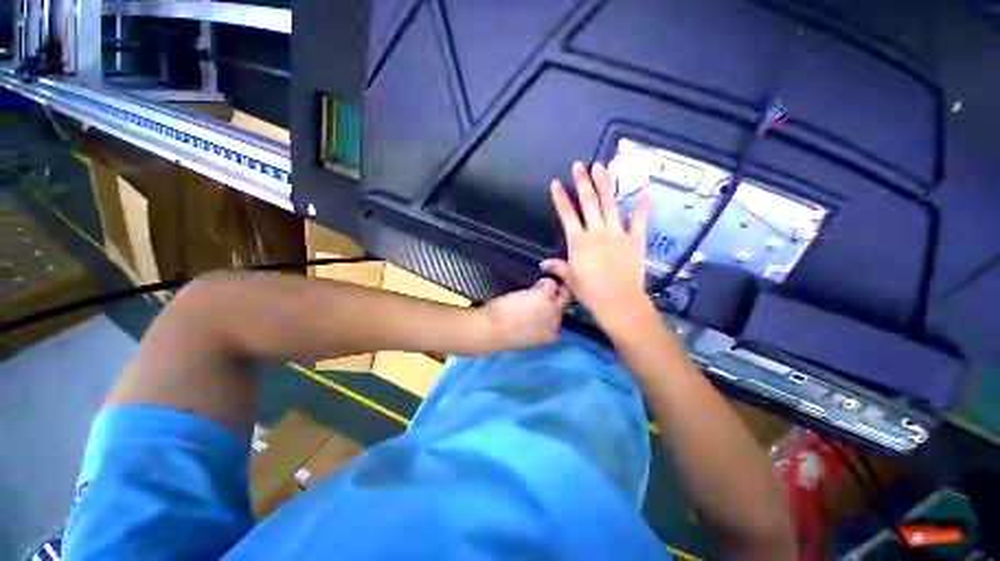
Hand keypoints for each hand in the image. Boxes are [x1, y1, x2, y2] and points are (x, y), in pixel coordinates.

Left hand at [479, 278, 570, 351]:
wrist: (492, 330)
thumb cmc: (502, 333)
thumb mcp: (527, 333)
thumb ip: (538, 325)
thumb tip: (539, 311)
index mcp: (551, 335)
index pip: (560, 317)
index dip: (553, 307)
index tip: (545, 303)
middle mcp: (556, 322)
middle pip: (565, 303)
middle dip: (558, 296)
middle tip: (547, 289)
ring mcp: (552, 308)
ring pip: (562, 293)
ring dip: (550, 289)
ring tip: (537, 287)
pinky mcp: (544, 295)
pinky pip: (550, 283)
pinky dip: (543, 281)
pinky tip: (531, 285)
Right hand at [542, 161, 653, 334]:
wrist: (618, 301)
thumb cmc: (590, 292)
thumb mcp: (570, 279)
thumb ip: (558, 267)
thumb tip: (543, 264)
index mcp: (578, 241)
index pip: (566, 214)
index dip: (560, 198)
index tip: (556, 182)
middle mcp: (596, 231)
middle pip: (588, 203)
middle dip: (582, 182)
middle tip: (580, 165)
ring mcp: (617, 233)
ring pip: (610, 204)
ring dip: (605, 184)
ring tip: (601, 166)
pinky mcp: (635, 239)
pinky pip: (640, 219)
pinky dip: (643, 205)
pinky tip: (646, 190)